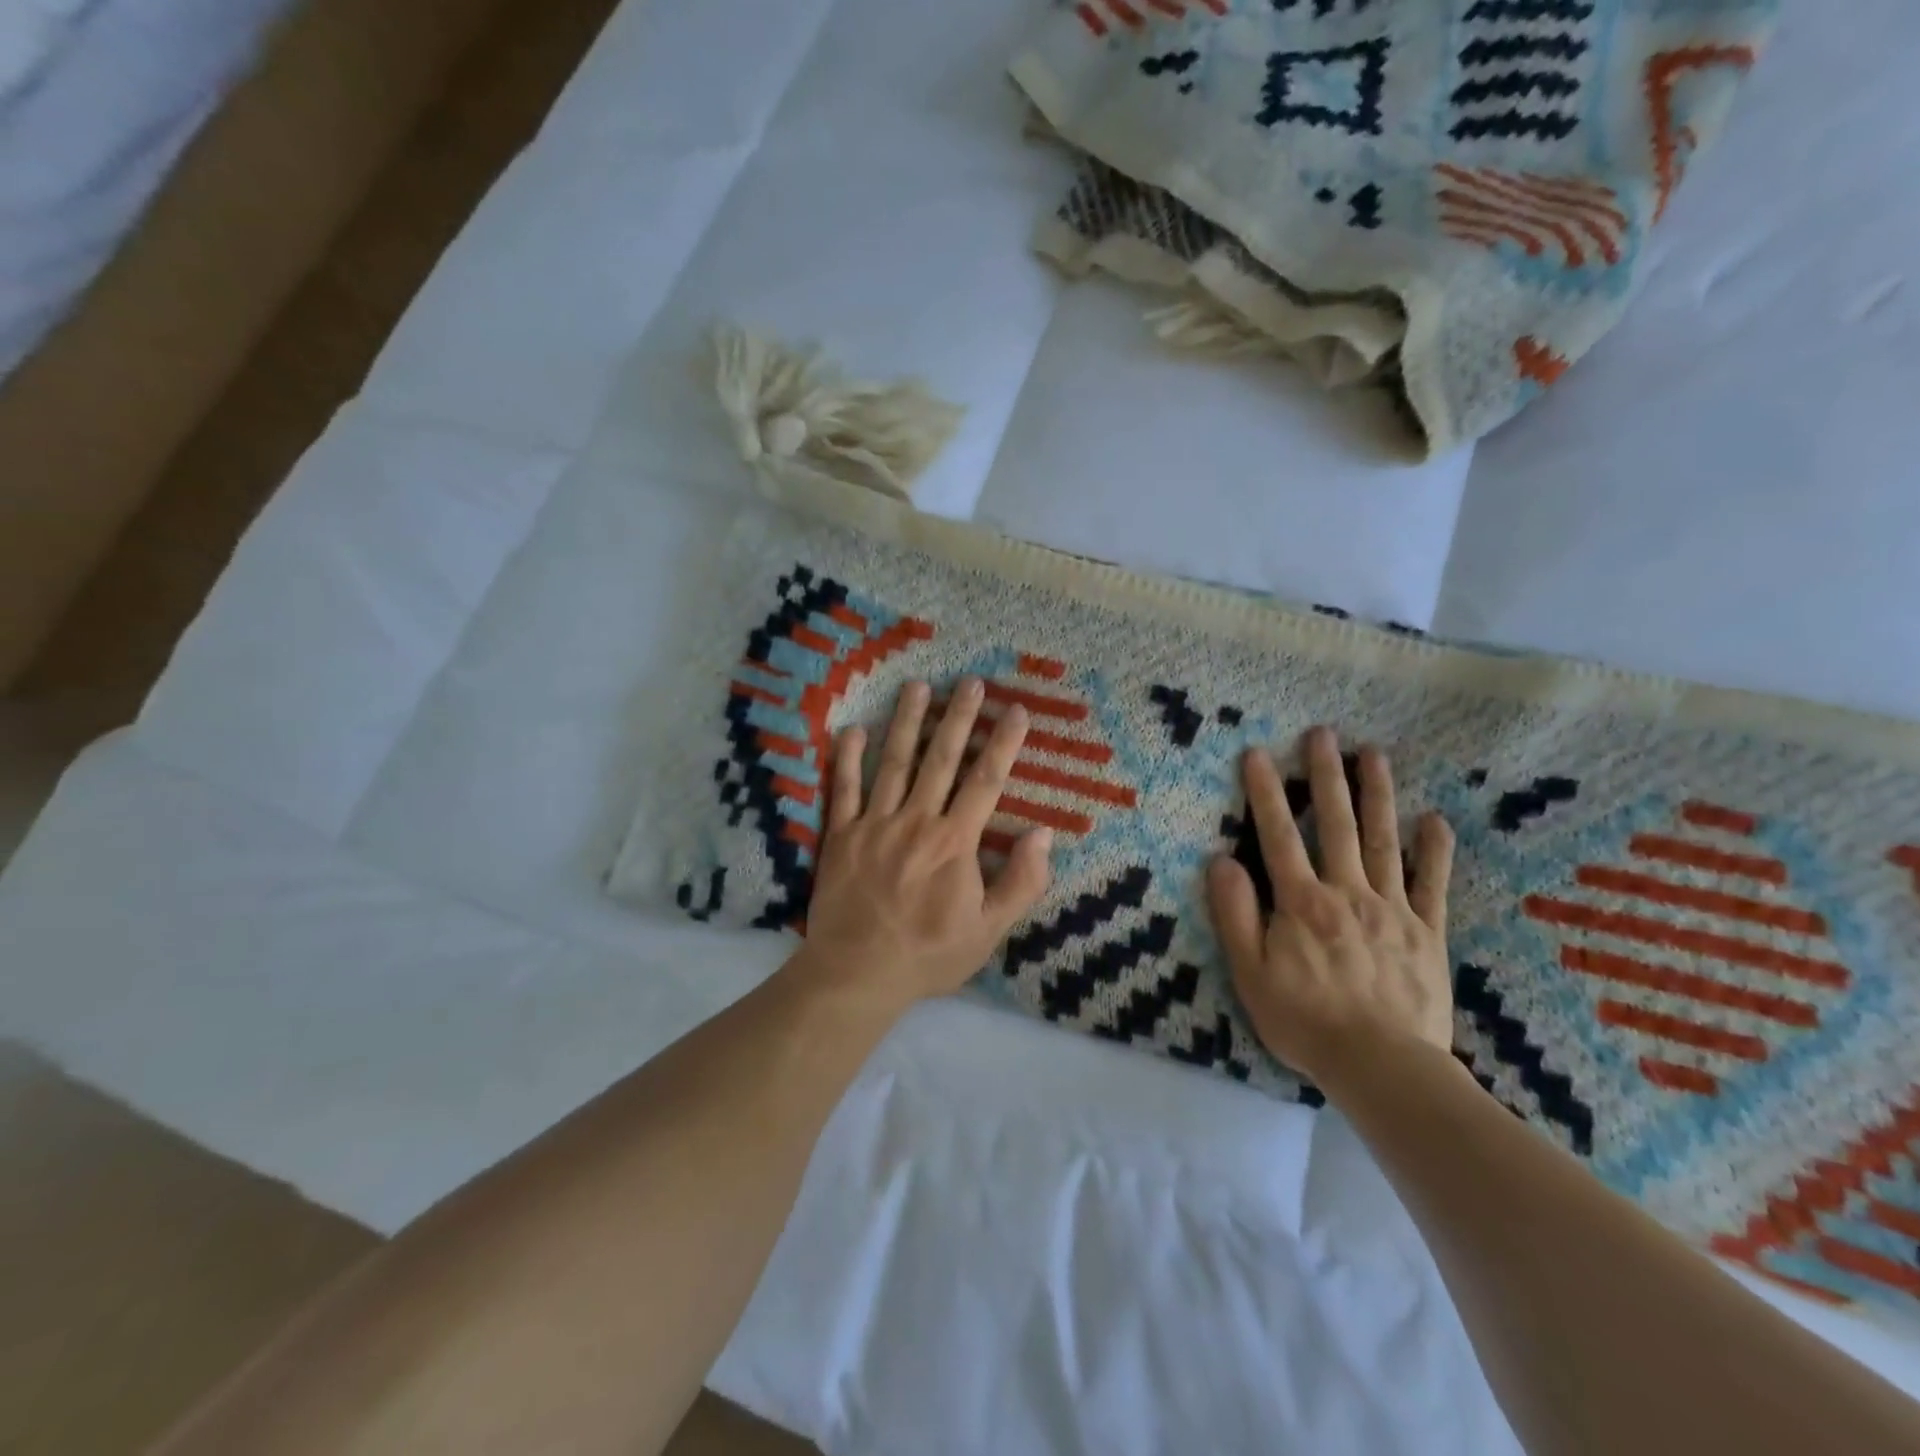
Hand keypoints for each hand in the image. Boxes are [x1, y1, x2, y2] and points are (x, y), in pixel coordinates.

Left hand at [795, 677, 1054, 1009]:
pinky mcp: (840, 834)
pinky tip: (853, 729)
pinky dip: (848, 758)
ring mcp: (874, 823)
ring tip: (918, 687)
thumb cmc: (928, 954)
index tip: (1017, 711)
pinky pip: (844, 788)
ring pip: (894, 762)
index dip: (1004, 743)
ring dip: (907, 721)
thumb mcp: (989, 930)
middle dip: (960, 718)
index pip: (986, 781)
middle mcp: (916, 820)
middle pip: (942, 759)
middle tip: (970, 682)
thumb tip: (1043, 834)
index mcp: (954, 841)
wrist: (857, 973)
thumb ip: (1021, 882)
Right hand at [1207, 726, 1455, 1090]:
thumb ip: (1235, 914)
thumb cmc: (1305, 1021)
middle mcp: (1347, 893)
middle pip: (1335, 824)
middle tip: (1323, 734)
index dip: (1265, 793)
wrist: (1382, 1067)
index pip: (1278, 836)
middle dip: (1326, 776)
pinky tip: (1434, 820)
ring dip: (1377, 795)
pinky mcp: (1427, 933)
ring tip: (1374, 754)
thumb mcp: (1250, 972)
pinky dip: (1433, 851)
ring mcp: (1392, 909)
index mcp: (1301, 902)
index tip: (1258, 754)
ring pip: (1382, 841)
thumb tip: (1220, 860)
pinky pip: (1431, 884)